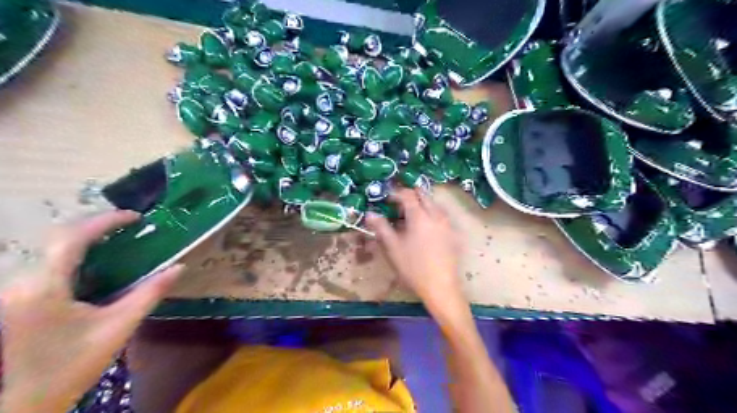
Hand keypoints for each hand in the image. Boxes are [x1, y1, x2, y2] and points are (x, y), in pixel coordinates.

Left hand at [0, 211, 183, 411]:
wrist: (19, 406)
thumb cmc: (70, 366)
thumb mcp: (118, 327)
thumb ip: (149, 293)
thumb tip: (179, 267)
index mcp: (43, 288)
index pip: (71, 238)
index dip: (105, 221)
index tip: (137, 217)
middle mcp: (19, 282)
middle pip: (56, 237)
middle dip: (95, 226)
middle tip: (129, 227)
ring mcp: (12, 291)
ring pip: (48, 250)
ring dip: (84, 239)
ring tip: (117, 240)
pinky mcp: (15, 299)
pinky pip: (45, 264)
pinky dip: (73, 255)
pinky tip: (94, 264)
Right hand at [367, 189, 465, 312]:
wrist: (440, 286)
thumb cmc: (413, 267)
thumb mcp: (392, 247)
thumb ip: (381, 227)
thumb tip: (370, 214)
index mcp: (420, 215)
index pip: (407, 194)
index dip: (395, 193)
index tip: (386, 199)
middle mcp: (436, 214)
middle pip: (423, 195)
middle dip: (410, 196)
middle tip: (398, 207)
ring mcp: (447, 223)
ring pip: (434, 204)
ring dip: (421, 204)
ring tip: (409, 218)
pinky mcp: (453, 233)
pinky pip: (441, 215)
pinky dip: (430, 214)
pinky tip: (424, 229)